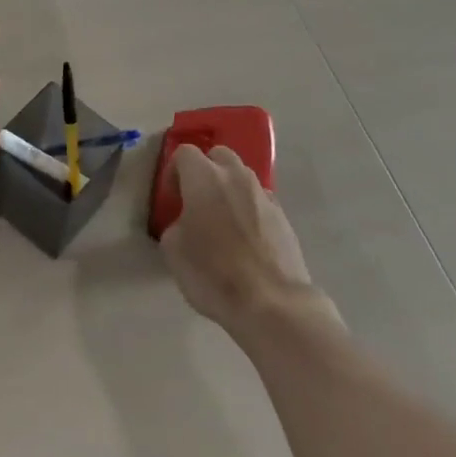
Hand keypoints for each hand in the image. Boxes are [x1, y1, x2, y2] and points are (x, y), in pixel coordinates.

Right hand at [159, 144, 339, 342]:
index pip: (185, 153)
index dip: (173, 172)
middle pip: (219, 156)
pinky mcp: (284, 218)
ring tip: (222, 221)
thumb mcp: (173, 250)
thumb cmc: (213, 272)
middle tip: (197, 200)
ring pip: (242, 178)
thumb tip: (187, 224)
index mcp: (204, 178)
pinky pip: (259, 202)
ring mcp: (264, 196)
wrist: (272, 303)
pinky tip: (244, 240)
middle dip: (206, 170)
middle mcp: (236, 177)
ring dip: (229, 189)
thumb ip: (176, 225)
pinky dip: (249, 211)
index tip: (172, 198)